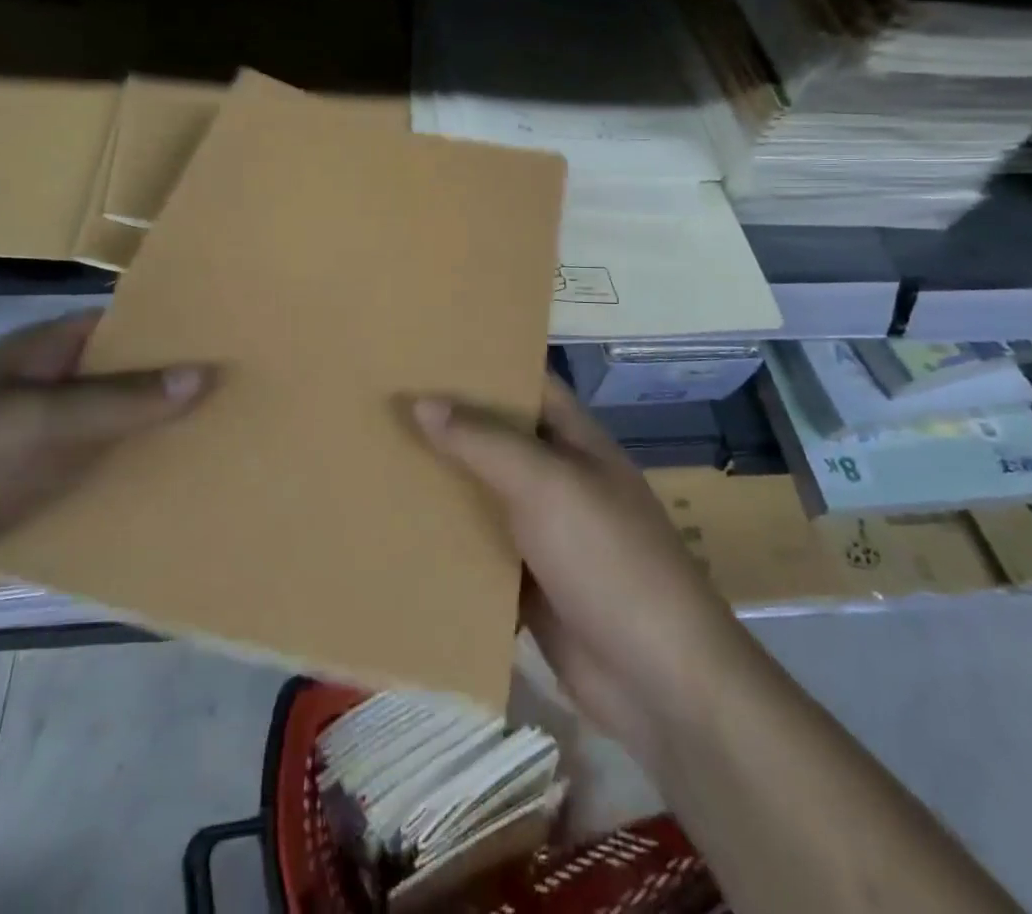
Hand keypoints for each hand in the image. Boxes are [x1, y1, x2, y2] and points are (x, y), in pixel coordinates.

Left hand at [0, 314, 211, 636]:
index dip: (171, 328)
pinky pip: (101, 479)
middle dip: (176, 388)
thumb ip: (121, 401)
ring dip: (160, 439)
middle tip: (247, 393)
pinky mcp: (40, 494)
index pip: (120, 326)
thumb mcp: (37, 423)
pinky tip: (186, 492)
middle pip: (125, 381)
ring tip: (233, 440)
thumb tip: (205, 373)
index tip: (230, 337)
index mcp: (42, 353)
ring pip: (118, 433)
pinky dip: (135, 483)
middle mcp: (49, 391)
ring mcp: (44, 445)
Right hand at [412, 376, 735, 763]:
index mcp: (574, 440)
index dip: (482, 364)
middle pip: (496, 438)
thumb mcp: (546, 485)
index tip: (424, 350)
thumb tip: (421, 402)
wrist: (657, 681)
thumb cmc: (607, 559)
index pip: (525, 383)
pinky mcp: (527, 583)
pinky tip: (395, 528)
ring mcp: (543, 532)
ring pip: (482, 494)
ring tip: (375, 456)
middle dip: (447, 422)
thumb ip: (482, 441)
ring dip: (440, 482)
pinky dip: (444, 540)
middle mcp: (557, 477)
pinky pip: (477, 549)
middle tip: (382, 401)